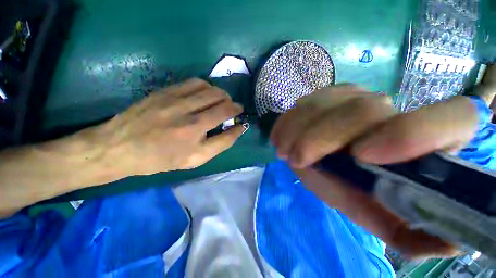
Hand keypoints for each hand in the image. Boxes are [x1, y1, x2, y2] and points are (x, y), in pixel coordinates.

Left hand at [87, 78, 244, 175]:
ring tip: (219, 101)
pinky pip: (194, 82)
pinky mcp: (164, 91)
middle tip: (230, 109)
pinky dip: (206, 87)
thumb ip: (221, 143)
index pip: (226, 114)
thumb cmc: (161, 158)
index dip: (237, 112)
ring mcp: (174, 98)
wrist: (120, 147)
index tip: (240, 113)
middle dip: (231, 102)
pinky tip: (204, 95)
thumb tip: (238, 129)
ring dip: (220, 94)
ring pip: (209, 88)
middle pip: (220, 98)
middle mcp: (187, 112)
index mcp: (194, 131)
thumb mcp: (196, 159)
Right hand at [271, 84, 478, 257]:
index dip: (413, 134)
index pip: (454, 118)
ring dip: (296, 130)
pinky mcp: (327, 95)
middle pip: (363, 111)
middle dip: (321, 138)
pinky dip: (288, 122)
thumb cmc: (359, 189)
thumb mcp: (381, 216)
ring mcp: (355, 96)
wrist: (329, 159)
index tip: (361, 156)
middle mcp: (393, 109)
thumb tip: (451, 244)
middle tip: (296, 159)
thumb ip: (410, 232)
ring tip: (284, 151)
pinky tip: (281, 137)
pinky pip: (304, 103)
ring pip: (323, 104)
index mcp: (427, 142)